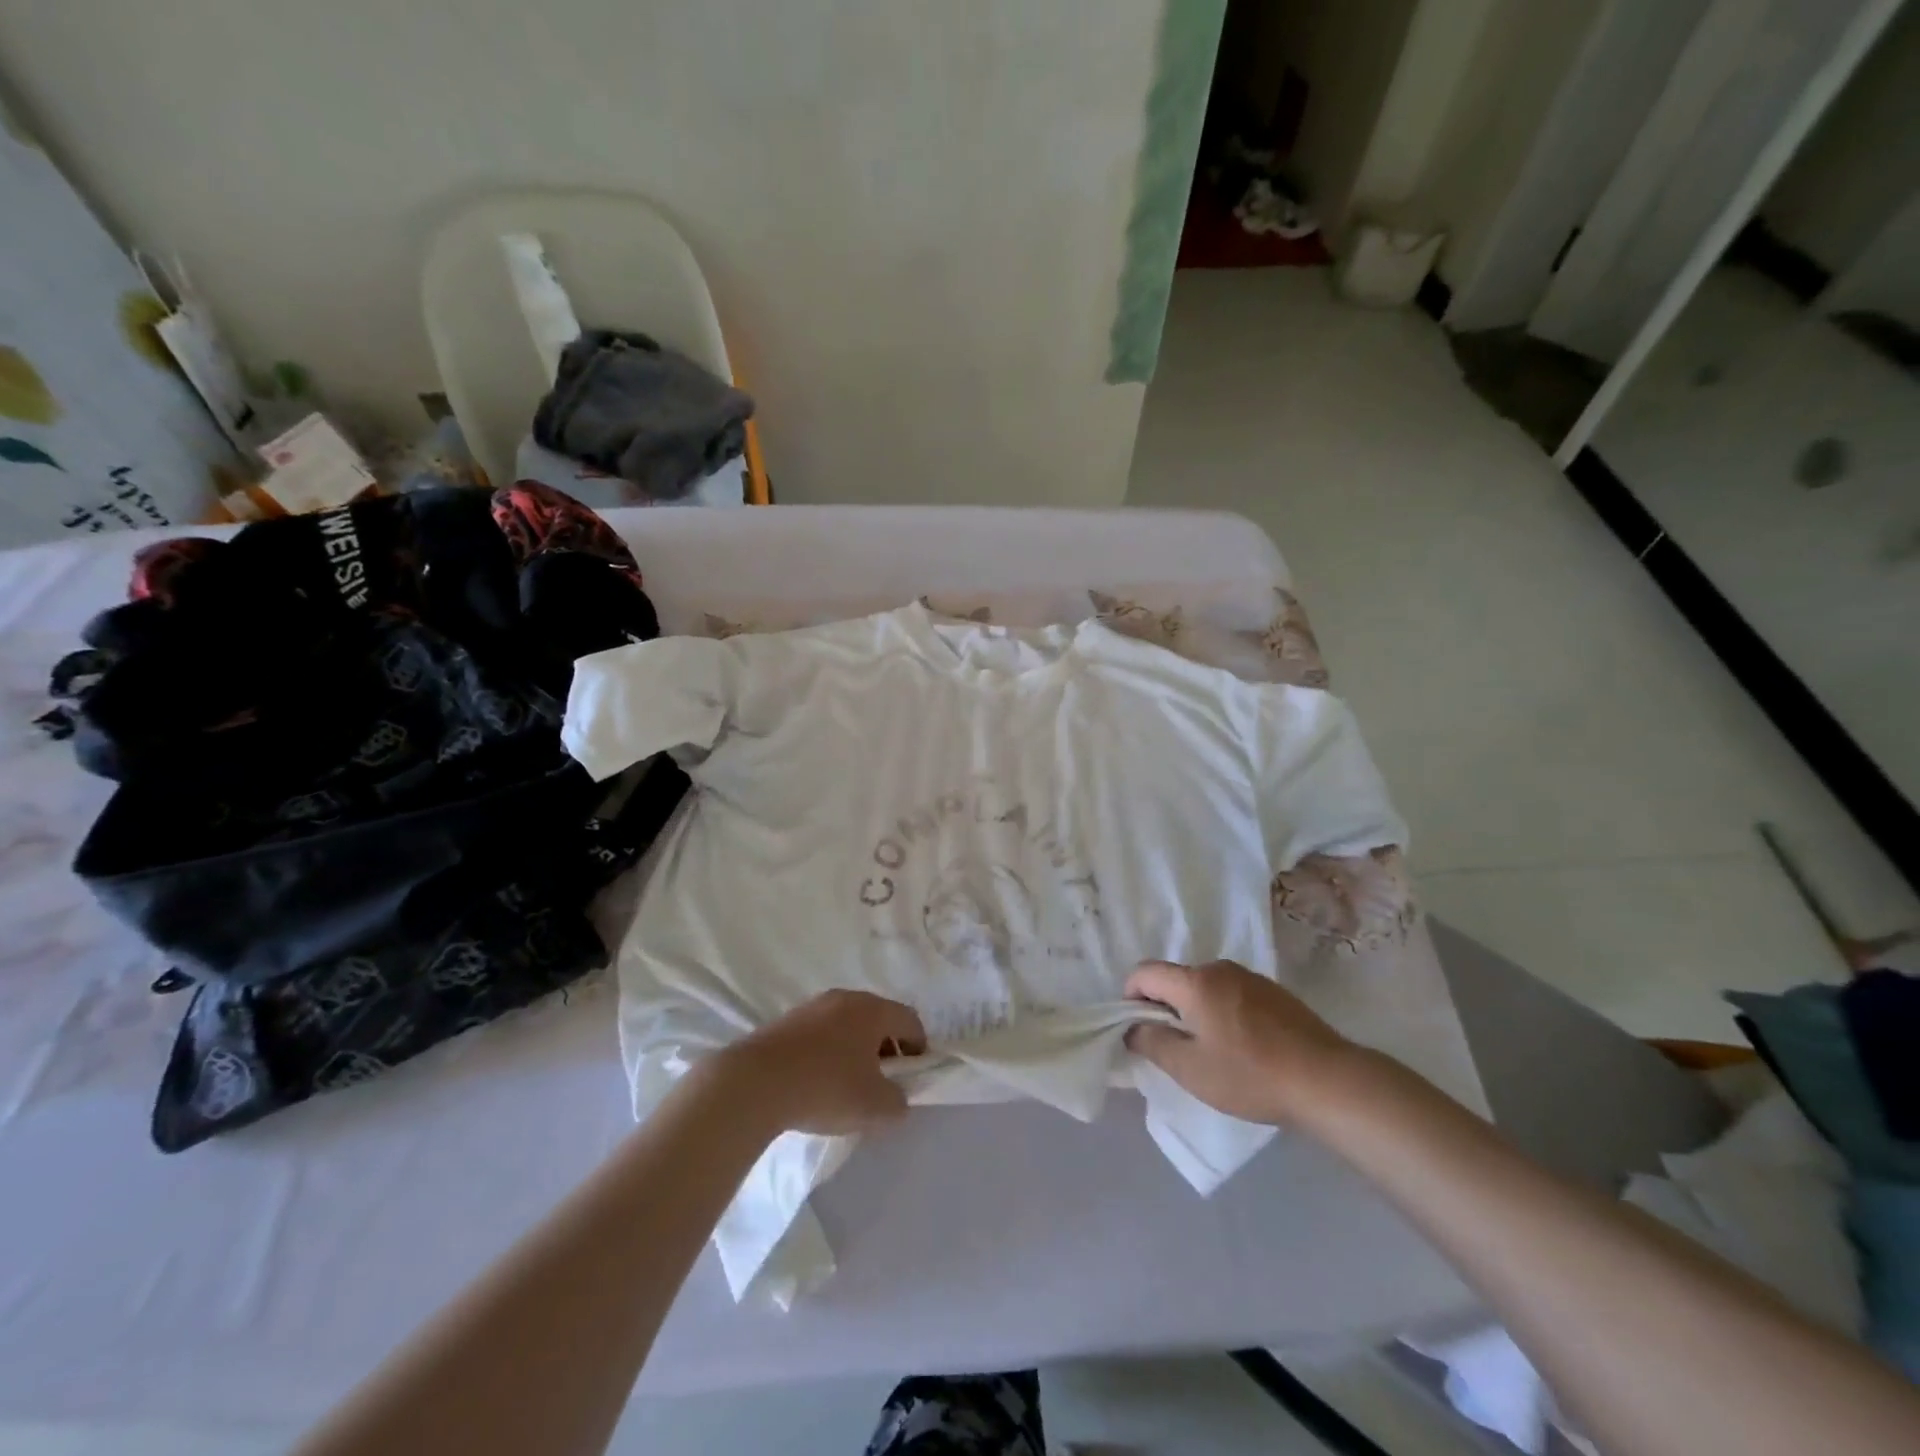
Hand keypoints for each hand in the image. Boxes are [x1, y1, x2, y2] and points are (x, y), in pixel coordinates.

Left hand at [711, 990, 926, 1136]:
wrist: (754, 1083)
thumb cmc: (825, 1087)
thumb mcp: (874, 1107)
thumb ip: (897, 1102)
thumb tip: (897, 1098)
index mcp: (872, 1009)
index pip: (910, 1020)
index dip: (919, 1049)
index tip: (914, 1077)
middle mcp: (845, 998)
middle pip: (878, 1019)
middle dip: (887, 1048)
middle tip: (884, 1082)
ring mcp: (813, 1006)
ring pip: (848, 1025)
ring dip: (856, 1050)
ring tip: (849, 1085)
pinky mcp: (786, 1021)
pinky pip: (821, 1033)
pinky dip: (829, 1052)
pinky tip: (817, 1081)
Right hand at [1124, 960, 1360, 1126]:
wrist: (1328, 1080)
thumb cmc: (1251, 1075)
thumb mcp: (1191, 1069)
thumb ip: (1152, 1043)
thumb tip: (1132, 1028)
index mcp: (1195, 982)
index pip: (1144, 972)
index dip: (1130, 997)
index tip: (1139, 1030)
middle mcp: (1220, 968)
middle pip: (1175, 978)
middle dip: (1164, 1007)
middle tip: (1174, 1048)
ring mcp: (1250, 977)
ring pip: (1205, 987)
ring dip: (1194, 1010)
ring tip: (1210, 1051)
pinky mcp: (1274, 992)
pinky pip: (1231, 993)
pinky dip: (1222, 1012)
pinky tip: (1242, 1047)